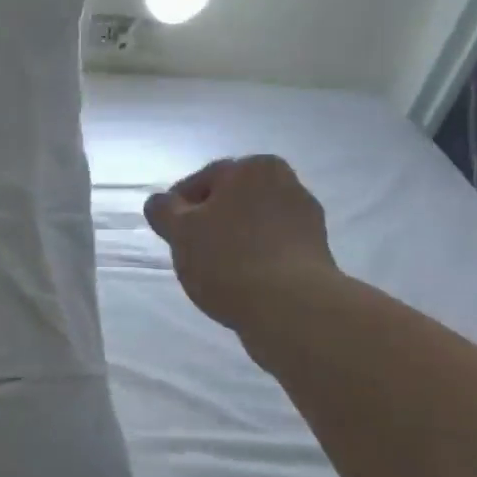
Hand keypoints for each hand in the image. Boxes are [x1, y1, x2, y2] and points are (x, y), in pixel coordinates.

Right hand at [143, 156, 339, 335]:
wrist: (291, 308)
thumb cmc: (228, 260)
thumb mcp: (180, 232)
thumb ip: (164, 210)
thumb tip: (160, 202)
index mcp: (254, 168)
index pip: (203, 180)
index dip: (179, 206)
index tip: (168, 232)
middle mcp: (286, 183)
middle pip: (231, 201)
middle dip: (210, 222)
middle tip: (189, 252)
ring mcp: (305, 219)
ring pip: (253, 225)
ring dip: (233, 241)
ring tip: (215, 271)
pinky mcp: (316, 252)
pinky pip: (272, 249)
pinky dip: (255, 259)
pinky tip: (242, 282)